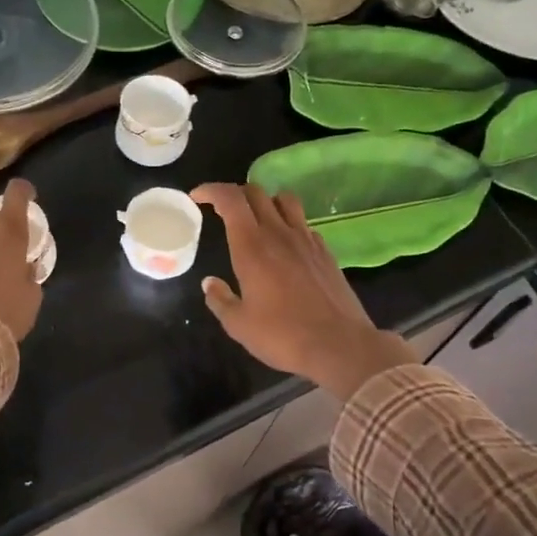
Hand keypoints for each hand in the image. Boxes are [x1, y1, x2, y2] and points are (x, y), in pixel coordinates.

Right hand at [191, 183, 416, 399]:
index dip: (211, 190)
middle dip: (235, 195)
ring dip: (266, 201)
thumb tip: (210, 283)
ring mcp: (306, 240)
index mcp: (252, 246)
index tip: (197, 197)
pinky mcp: (325, 252)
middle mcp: (279, 233)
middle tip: (222, 211)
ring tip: (256, 220)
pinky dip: (289, 224)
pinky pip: (304, 224)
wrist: (339, 345)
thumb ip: (220, 300)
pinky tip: (285, 247)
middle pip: (256, 192)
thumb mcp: (239, 325)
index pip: (230, 199)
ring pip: (285, 200)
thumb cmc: (282, 335)